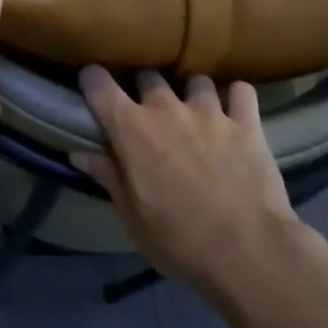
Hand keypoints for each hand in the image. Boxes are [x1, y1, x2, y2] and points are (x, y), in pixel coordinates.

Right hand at [75, 69, 299, 296]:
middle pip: (148, 75)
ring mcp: (208, 110)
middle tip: (151, 112)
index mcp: (131, 128)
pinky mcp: (246, 122)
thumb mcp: (133, 218)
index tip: (93, 87)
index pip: (98, 83)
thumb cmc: (180, 240)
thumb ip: (108, 177)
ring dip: (192, 93)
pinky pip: (241, 91)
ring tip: (197, 112)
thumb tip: (78, 154)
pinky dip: (236, 98)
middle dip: (146, 88)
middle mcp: (166, 106)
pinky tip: (236, 112)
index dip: (92, 80)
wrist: (249, 252)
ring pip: (195, 79)